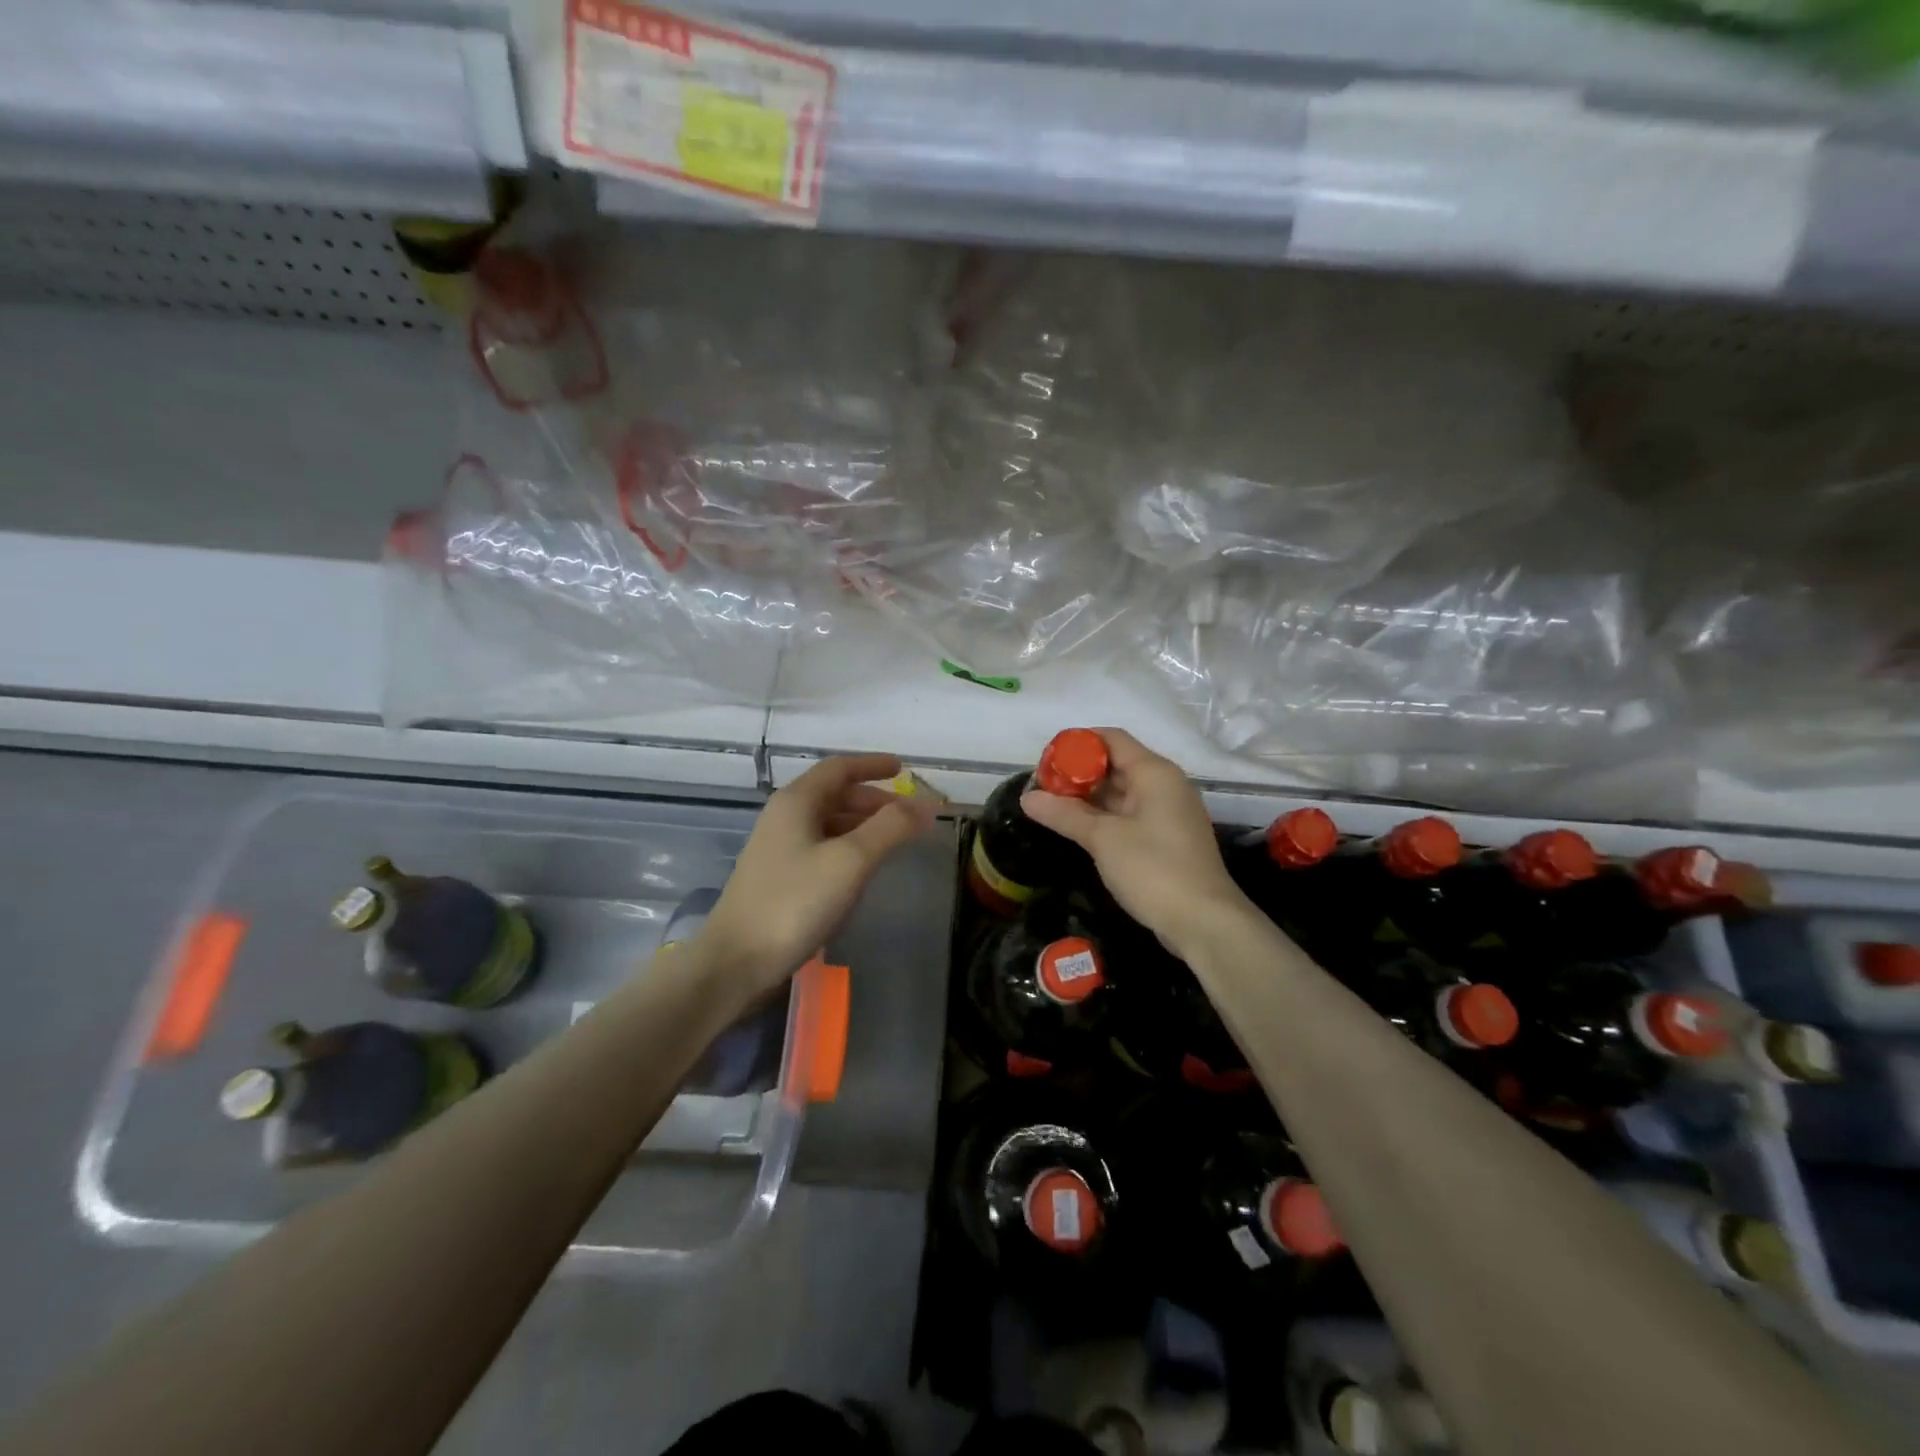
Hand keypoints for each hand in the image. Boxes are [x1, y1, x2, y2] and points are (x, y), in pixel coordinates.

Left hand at [700, 754, 935, 997]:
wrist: (736, 962)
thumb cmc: (794, 902)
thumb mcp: (850, 860)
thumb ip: (890, 827)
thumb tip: (926, 805)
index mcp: (796, 801)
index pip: (839, 768)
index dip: (872, 765)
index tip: (902, 769)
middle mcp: (784, 817)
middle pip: (834, 794)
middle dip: (872, 799)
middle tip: (907, 815)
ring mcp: (778, 848)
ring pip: (828, 822)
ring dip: (862, 824)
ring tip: (893, 840)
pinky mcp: (778, 878)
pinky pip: (821, 847)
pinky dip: (848, 847)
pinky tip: (862, 869)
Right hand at [1021, 728, 1251, 963]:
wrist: (1204, 922)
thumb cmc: (1154, 869)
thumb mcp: (1103, 839)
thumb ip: (1064, 814)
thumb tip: (1027, 798)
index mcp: (1154, 773)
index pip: (1112, 739)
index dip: (1078, 744)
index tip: (1046, 761)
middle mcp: (1165, 785)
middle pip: (1116, 765)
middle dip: (1078, 774)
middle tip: (1043, 789)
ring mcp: (1168, 813)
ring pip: (1122, 793)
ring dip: (1089, 798)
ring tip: (1052, 808)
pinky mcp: (1167, 839)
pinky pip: (1130, 815)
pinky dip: (1104, 817)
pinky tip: (1079, 830)